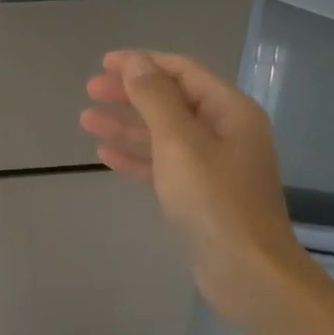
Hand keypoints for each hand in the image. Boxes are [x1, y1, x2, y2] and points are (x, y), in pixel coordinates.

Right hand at [81, 50, 313, 324]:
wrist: (247, 272)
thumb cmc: (213, 200)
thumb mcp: (179, 142)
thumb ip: (155, 98)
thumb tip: (135, 62)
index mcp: (230, 110)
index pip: (182, 71)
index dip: (142, 63)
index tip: (104, 64)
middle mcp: (225, 131)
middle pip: (171, 100)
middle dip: (130, 94)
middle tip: (90, 91)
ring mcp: (215, 165)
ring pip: (164, 134)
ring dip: (127, 125)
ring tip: (86, 121)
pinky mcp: (202, 194)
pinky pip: (165, 164)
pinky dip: (137, 157)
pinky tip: (106, 156)